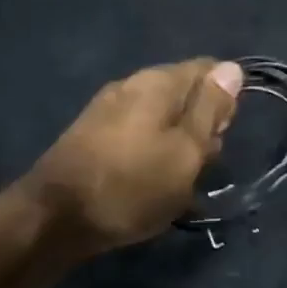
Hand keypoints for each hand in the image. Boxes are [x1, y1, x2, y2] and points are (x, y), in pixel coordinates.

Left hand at [22, 59, 242, 255]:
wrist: (54, 219)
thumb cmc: (132, 186)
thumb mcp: (186, 151)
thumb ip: (210, 109)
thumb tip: (231, 68)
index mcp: (158, 81)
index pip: (208, 69)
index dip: (226, 100)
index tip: (224, 135)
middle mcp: (131, 85)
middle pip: (184, 94)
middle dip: (202, 126)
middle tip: (200, 165)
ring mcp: (107, 109)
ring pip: (161, 118)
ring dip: (178, 145)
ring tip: (178, 182)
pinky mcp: (92, 136)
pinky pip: (138, 135)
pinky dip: (153, 154)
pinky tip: (151, 182)